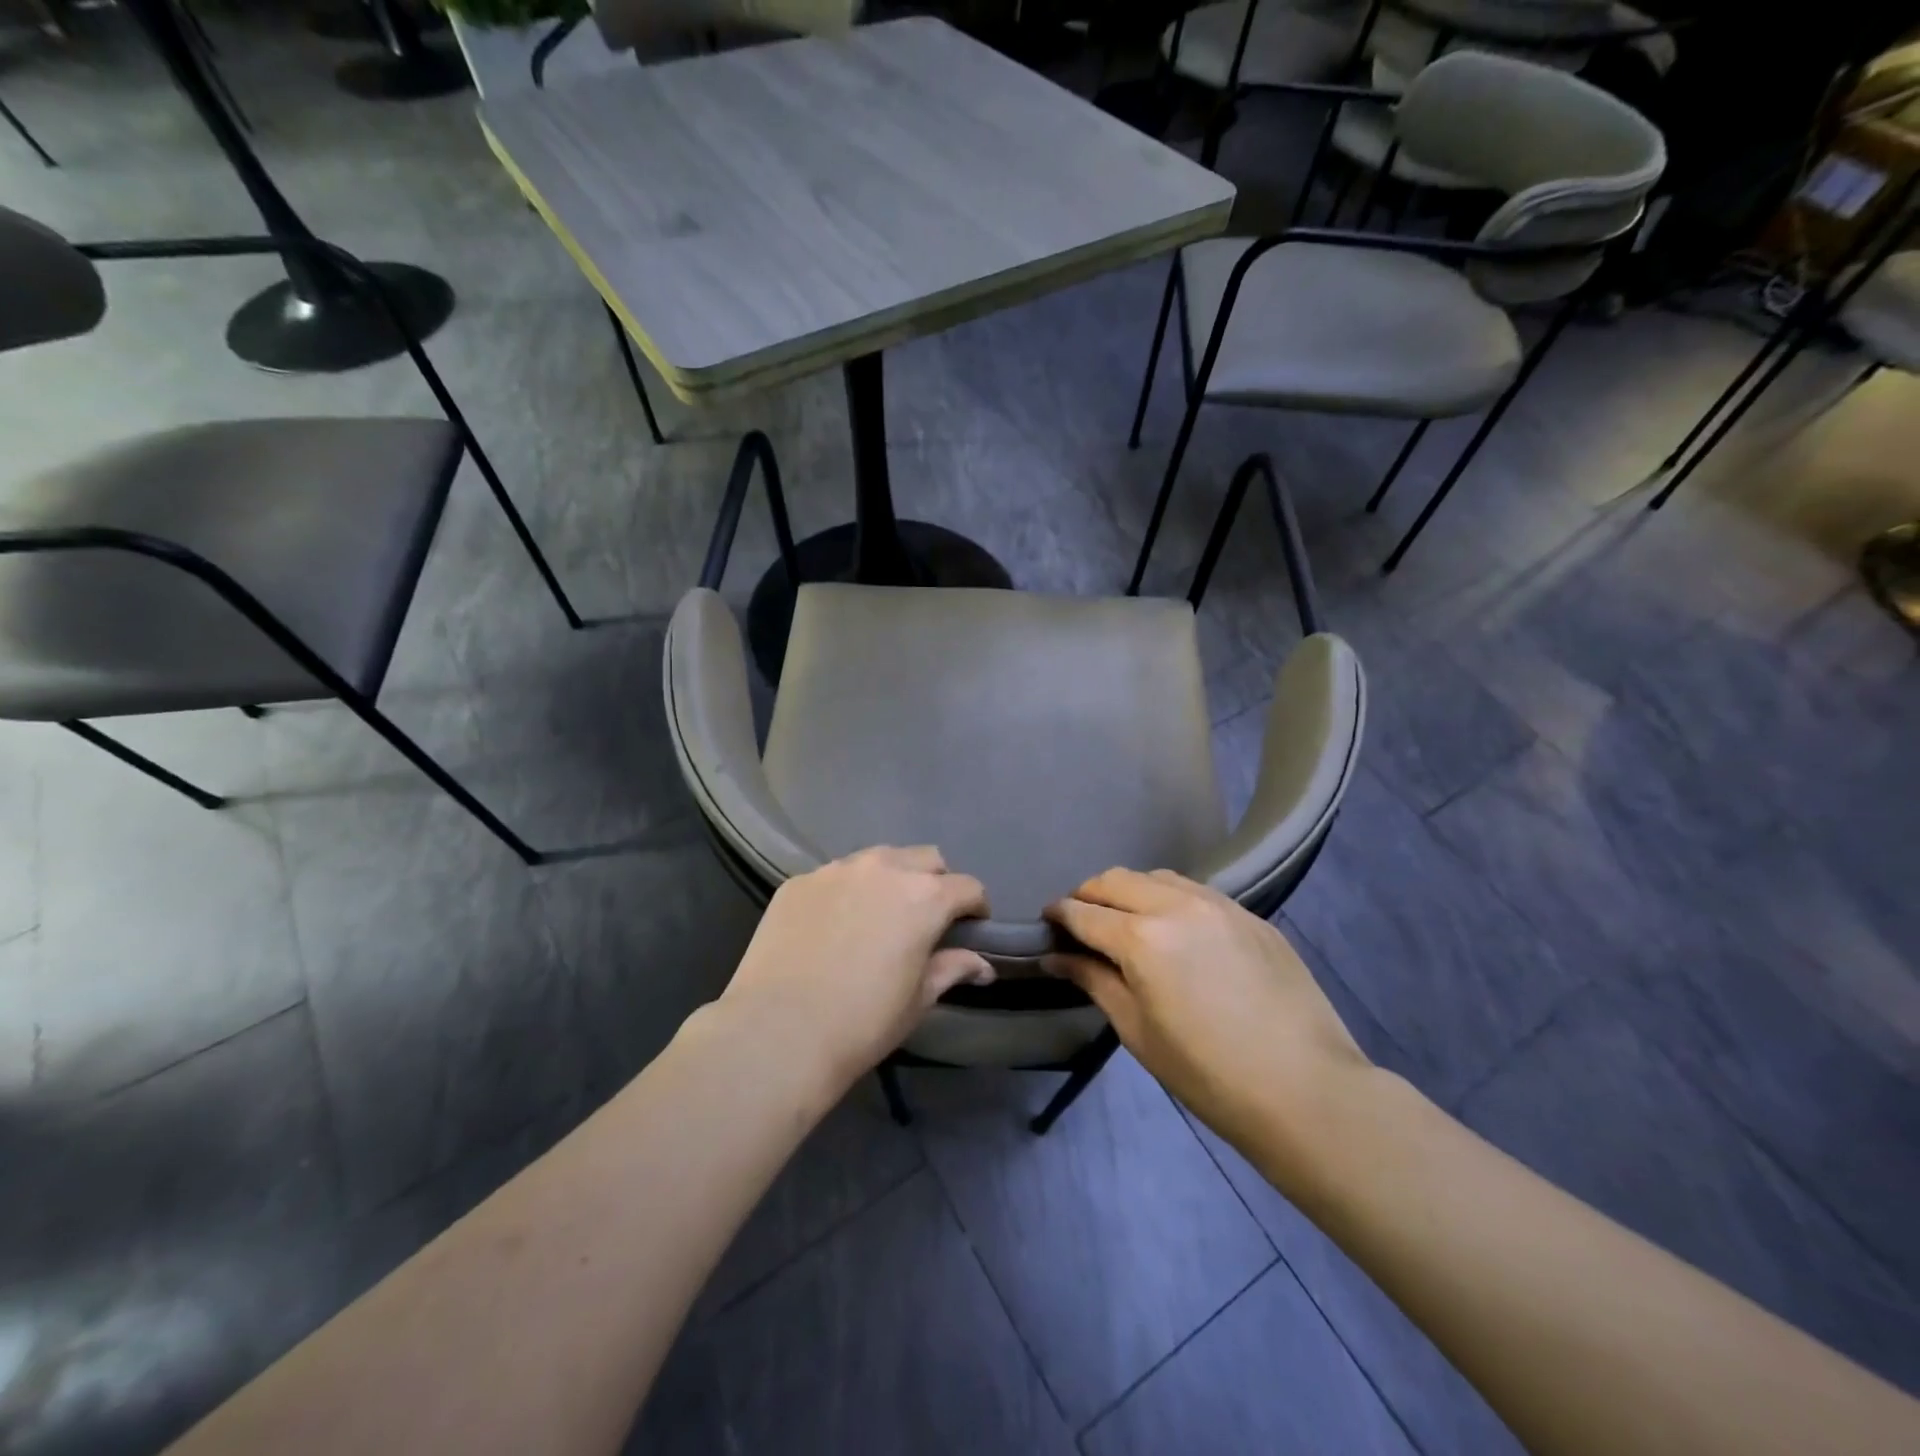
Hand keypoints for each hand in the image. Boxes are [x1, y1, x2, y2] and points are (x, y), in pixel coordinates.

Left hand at [718, 846, 993, 1086]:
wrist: (778, 1032)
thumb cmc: (862, 1022)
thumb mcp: (918, 1000)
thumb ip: (952, 969)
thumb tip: (983, 966)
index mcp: (924, 897)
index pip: (968, 887)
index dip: (976, 908)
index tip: (971, 928)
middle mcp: (884, 869)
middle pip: (926, 859)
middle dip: (935, 882)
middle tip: (925, 919)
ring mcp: (836, 870)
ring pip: (878, 859)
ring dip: (890, 879)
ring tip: (877, 915)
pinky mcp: (798, 881)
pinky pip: (834, 876)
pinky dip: (846, 892)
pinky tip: (832, 926)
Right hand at [1044, 869, 1367, 1147]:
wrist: (1306, 1090)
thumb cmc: (1208, 1074)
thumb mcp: (1138, 1032)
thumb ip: (1094, 982)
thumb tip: (1055, 958)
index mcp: (1141, 939)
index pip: (1084, 912)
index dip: (1059, 914)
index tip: (1047, 922)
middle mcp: (1176, 906)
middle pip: (1116, 880)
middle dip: (1089, 895)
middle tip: (1081, 921)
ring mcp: (1218, 904)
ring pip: (1157, 876)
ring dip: (1130, 890)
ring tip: (1127, 920)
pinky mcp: (1250, 915)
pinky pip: (1196, 890)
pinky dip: (1170, 897)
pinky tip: (1176, 928)